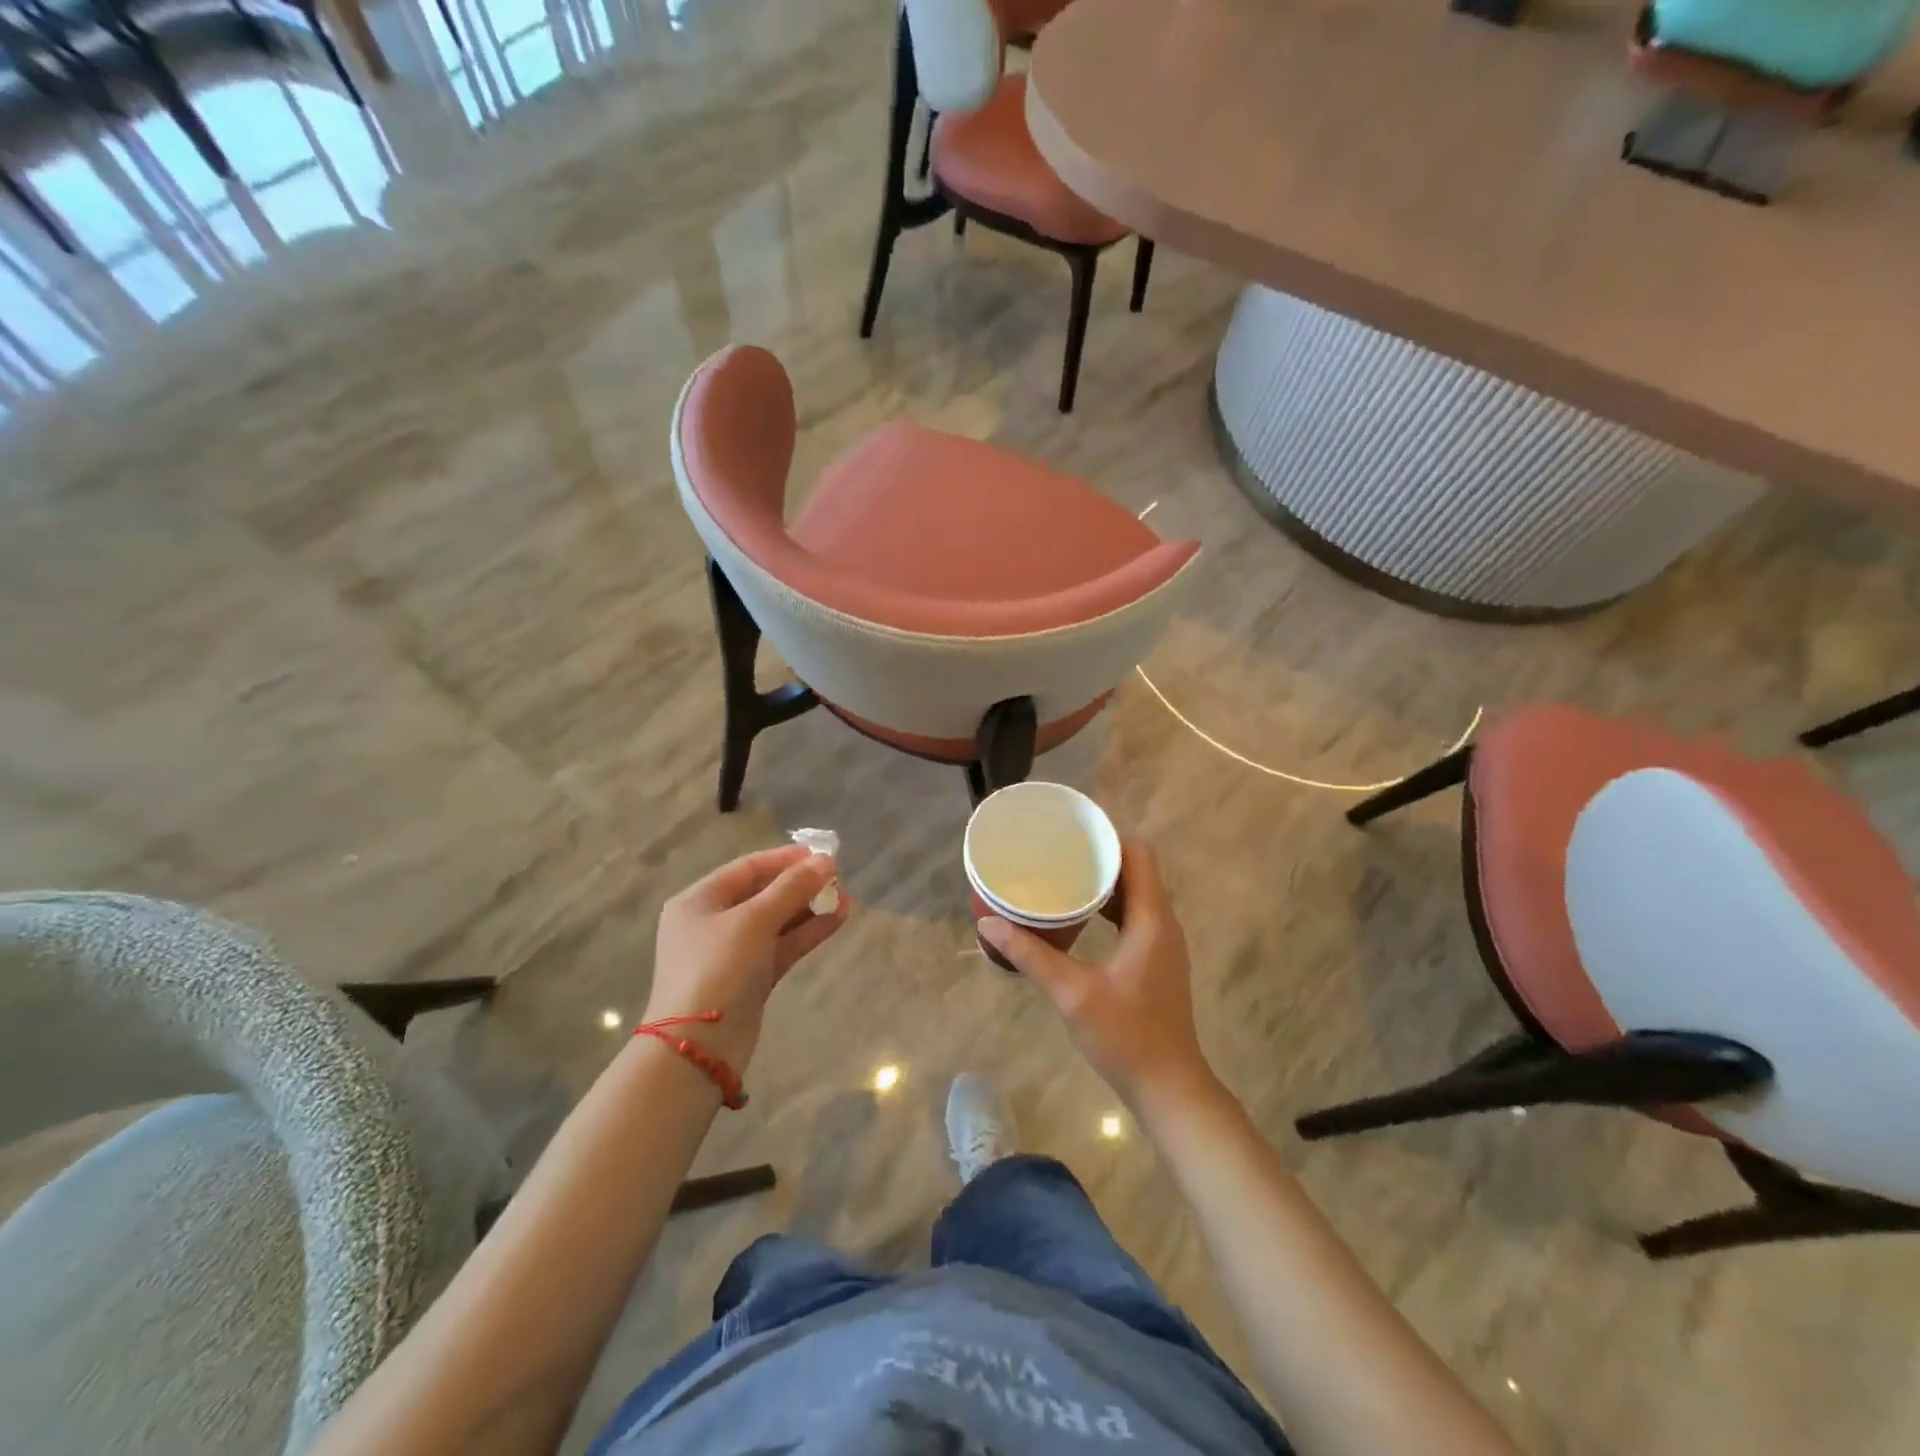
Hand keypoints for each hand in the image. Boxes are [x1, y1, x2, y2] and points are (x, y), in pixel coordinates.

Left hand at [645, 845, 847, 1071]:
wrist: (699, 1047)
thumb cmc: (718, 969)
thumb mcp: (754, 921)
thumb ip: (792, 888)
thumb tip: (826, 860)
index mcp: (699, 900)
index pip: (748, 868)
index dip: (785, 858)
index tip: (822, 854)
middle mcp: (713, 922)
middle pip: (763, 893)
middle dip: (801, 885)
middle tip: (838, 878)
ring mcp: (732, 953)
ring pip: (776, 921)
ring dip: (809, 909)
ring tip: (846, 899)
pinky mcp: (750, 979)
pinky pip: (781, 946)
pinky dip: (807, 933)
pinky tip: (837, 919)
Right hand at [978, 842, 1219, 1120]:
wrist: (1169, 1088)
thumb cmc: (1125, 1036)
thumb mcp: (1072, 993)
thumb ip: (1031, 954)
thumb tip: (987, 925)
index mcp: (1152, 920)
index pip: (1139, 856)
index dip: (1108, 838)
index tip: (1071, 836)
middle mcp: (1163, 924)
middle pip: (1136, 872)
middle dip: (1099, 859)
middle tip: (1057, 855)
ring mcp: (1163, 945)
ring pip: (1136, 896)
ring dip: (1104, 885)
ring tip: (1062, 879)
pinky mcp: (1156, 962)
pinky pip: (1135, 918)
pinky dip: (1109, 909)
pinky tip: (1079, 919)